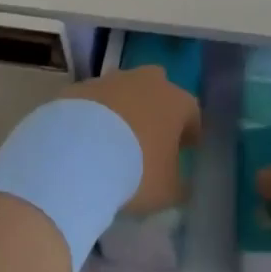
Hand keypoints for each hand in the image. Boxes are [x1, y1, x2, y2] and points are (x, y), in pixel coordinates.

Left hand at [73, 67, 201, 214]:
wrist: (78, 153)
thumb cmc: (136, 171)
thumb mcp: (168, 191)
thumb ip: (179, 186)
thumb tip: (182, 186)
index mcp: (176, 102)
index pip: (192, 113)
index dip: (190, 133)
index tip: (185, 150)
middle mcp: (147, 82)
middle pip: (158, 89)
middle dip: (156, 109)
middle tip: (150, 138)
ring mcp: (112, 80)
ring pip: (124, 90)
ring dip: (124, 108)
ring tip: (113, 140)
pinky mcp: (81, 87)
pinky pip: (95, 99)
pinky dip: (95, 114)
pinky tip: (86, 138)